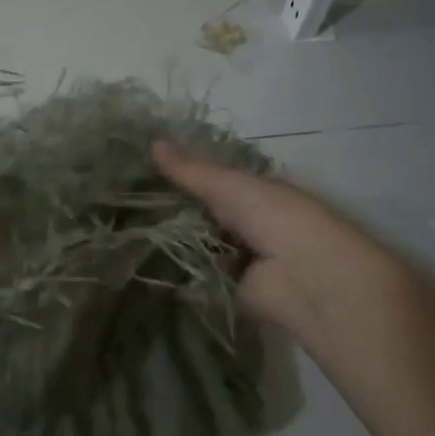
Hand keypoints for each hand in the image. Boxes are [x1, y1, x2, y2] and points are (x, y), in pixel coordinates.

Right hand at [153, 142, 414, 347]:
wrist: (307, 277)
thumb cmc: (275, 218)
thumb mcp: (229, 185)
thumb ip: (191, 170)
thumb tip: (152, 142)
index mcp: (256, 195)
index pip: (213, 183)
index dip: (182, 179)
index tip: (142, 175)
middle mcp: (250, 226)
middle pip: (204, 217)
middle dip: (172, 214)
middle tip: (128, 207)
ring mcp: (242, 261)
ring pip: (200, 249)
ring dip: (173, 247)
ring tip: (128, 237)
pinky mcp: (232, 293)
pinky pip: (200, 282)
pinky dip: (180, 278)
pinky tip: (146, 269)